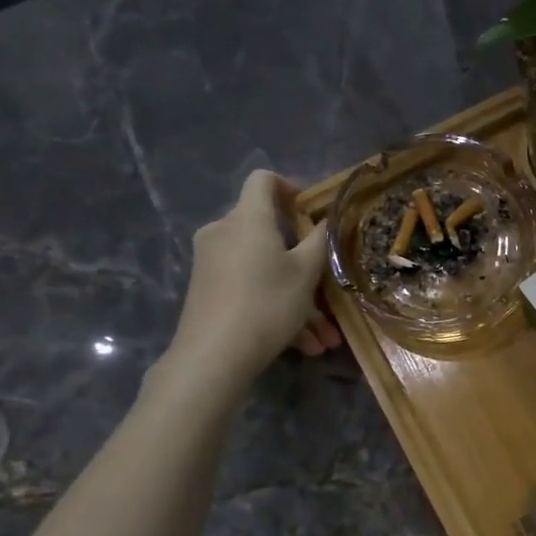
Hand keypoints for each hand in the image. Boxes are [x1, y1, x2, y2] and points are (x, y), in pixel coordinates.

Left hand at [161, 170, 342, 389]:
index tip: (311, 210)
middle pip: (268, 231)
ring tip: (324, 336)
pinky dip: (277, 308)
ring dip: (298, 296)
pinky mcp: (207, 289)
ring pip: (265, 269)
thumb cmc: (267, 303)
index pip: (263, 180)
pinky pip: (251, 288)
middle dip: (303, 258)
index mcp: (248, 219)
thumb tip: (326, 220)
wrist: (214, 355)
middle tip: (328, 284)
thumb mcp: (306, 272)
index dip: (290, 187)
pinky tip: (304, 345)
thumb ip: (320, 241)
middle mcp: (224, 232)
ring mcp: (212, 262)